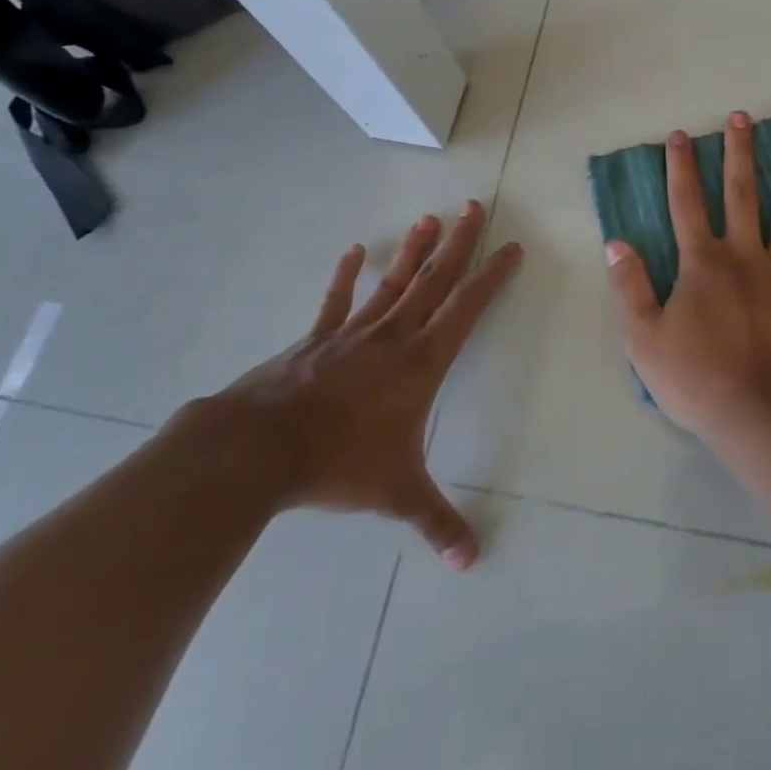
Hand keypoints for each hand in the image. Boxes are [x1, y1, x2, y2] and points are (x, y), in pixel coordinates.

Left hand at [208, 202, 521, 568]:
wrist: (260, 449)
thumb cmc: (339, 463)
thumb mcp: (395, 493)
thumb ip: (436, 522)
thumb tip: (470, 562)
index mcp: (422, 362)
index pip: (468, 308)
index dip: (493, 276)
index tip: (511, 247)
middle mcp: (394, 336)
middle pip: (434, 280)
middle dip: (459, 244)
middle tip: (474, 207)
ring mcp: (352, 333)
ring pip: (393, 282)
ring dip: (414, 250)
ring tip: (430, 218)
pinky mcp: (316, 339)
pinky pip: (338, 301)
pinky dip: (347, 275)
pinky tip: (355, 251)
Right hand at [603, 111, 770, 442]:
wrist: (764, 414)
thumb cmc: (699, 379)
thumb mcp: (643, 340)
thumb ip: (628, 287)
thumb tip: (615, 243)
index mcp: (702, 263)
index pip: (686, 203)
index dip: (680, 167)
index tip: (681, 135)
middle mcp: (744, 253)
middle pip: (740, 192)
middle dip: (738, 151)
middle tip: (742, 115)